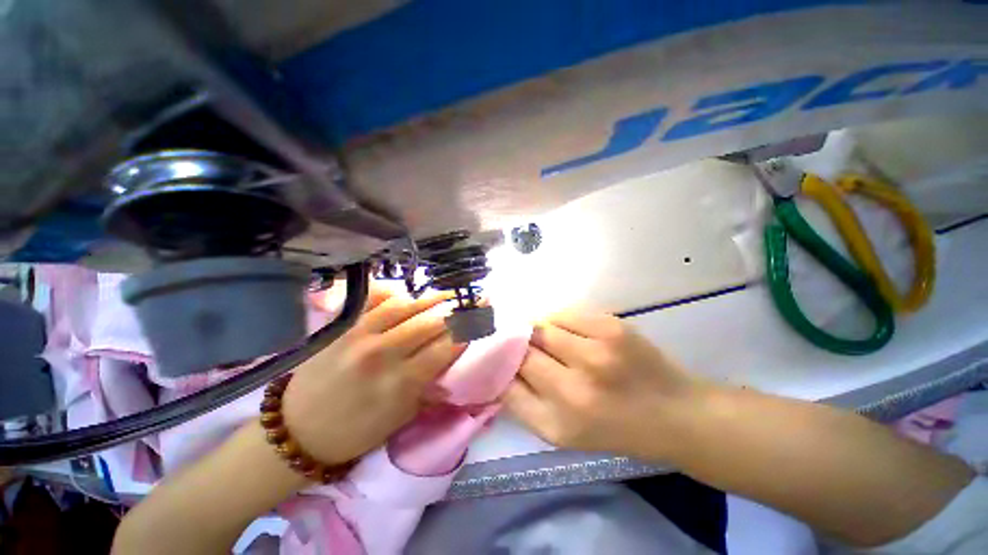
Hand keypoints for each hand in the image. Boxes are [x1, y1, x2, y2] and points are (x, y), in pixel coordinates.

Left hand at [282, 284, 465, 464]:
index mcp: (401, 383)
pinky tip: (412, 291)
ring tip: (451, 292)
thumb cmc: (357, 431)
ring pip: (407, 305)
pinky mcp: (344, 326)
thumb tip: (452, 360)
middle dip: (458, 308)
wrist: (298, 431)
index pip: (445, 348)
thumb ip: (430, 386)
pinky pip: (375, 300)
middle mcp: (383, 355)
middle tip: (477, 297)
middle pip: (430, 322)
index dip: (467, 330)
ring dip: (434, 297)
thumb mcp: (402, 417)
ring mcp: (360, 335)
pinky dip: (397, 292)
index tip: (483, 318)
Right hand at [504, 308, 709, 461]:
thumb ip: (523, 403)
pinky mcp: (612, 327)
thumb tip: (498, 368)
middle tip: (521, 343)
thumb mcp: (561, 432)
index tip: (498, 355)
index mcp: (559, 422)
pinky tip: (568, 331)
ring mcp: (596, 353)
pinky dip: (558, 320)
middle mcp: (575, 389)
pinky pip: (565, 313)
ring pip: (541, 326)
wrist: (674, 413)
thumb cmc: (614, 428)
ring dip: (538, 331)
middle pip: (522, 349)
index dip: (499, 362)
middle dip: (516, 344)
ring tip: (549, 339)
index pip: (508, 380)